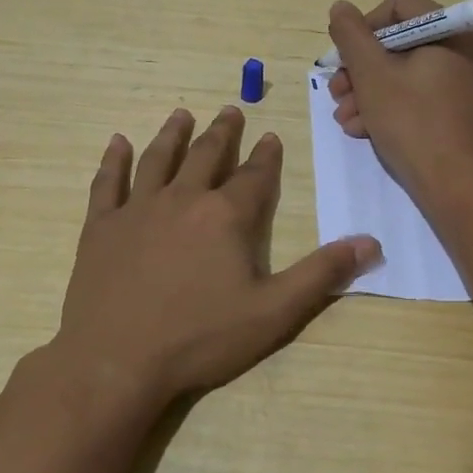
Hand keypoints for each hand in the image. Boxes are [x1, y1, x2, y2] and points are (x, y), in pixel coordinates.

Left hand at [53, 106, 380, 403]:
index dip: (266, 156)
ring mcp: (137, 210)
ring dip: (173, 134)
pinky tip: (117, 142)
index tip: (271, 136)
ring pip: (158, 159)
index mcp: (226, 216)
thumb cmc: (200, 338)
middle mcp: (183, 200)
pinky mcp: (101, 228)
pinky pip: (108, 183)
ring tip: (182, 114)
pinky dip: (114, 160)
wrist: (116, 362)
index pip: (254, 176)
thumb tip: (371, 242)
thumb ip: (322, 274)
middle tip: (230, 110)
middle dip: (222, 132)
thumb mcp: (274, 312)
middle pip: (206, 156)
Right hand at [327, 0, 472, 204]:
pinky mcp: (455, 111)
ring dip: (366, 92)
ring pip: (403, 73)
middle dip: (360, 69)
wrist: (456, 186)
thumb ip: (351, 36)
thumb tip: (340, 8)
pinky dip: (387, 108)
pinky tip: (362, 130)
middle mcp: (462, 51)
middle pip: (398, 43)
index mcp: (451, 32)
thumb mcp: (372, 75)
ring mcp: (461, 83)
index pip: (398, 7)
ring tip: (344, 118)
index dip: (363, 27)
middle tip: (336, 92)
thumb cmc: (413, 122)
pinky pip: (416, 96)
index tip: (342, 57)